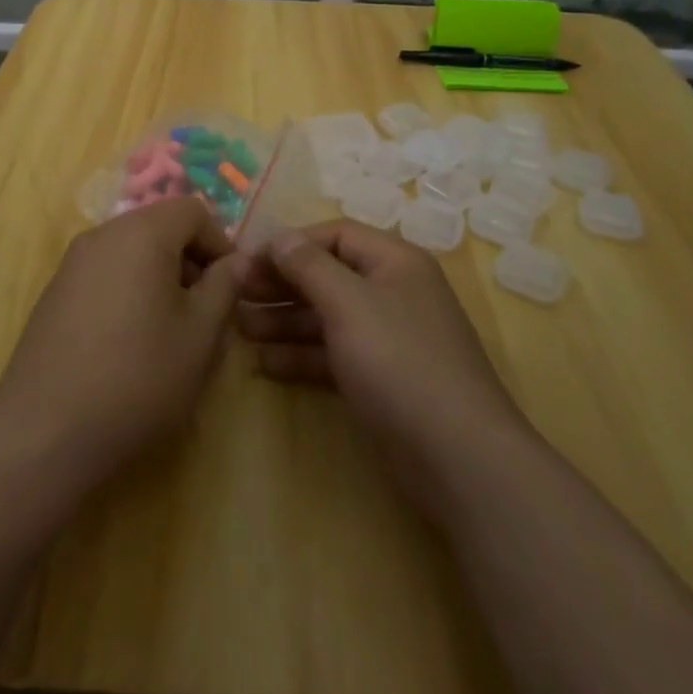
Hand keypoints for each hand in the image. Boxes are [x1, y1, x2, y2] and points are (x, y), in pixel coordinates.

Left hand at [0, 197, 245, 494]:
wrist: (44, 434)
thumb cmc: (138, 378)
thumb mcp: (200, 336)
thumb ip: (224, 287)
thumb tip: (236, 261)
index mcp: (141, 233)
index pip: (192, 210)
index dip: (220, 242)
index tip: (230, 287)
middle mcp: (102, 235)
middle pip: (160, 228)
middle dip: (191, 262)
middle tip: (206, 313)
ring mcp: (72, 264)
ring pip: (132, 253)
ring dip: (161, 279)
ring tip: (172, 334)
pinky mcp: (54, 294)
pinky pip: (106, 275)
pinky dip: (129, 293)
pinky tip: (131, 346)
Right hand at [237, 220, 528, 513]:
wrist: (458, 458)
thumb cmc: (400, 362)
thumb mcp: (349, 304)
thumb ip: (309, 267)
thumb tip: (279, 237)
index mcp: (394, 262)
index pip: (334, 235)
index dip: (289, 243)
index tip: (246, 260)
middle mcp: (392, 292)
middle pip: (327, 275)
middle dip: (281, 283)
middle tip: (234, 293)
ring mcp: (387, 338)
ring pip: (327, 317)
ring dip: (283, 319)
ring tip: (239, 327)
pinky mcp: (380, 380)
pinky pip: (332, 354)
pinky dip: (300, 355)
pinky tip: (263, 363)